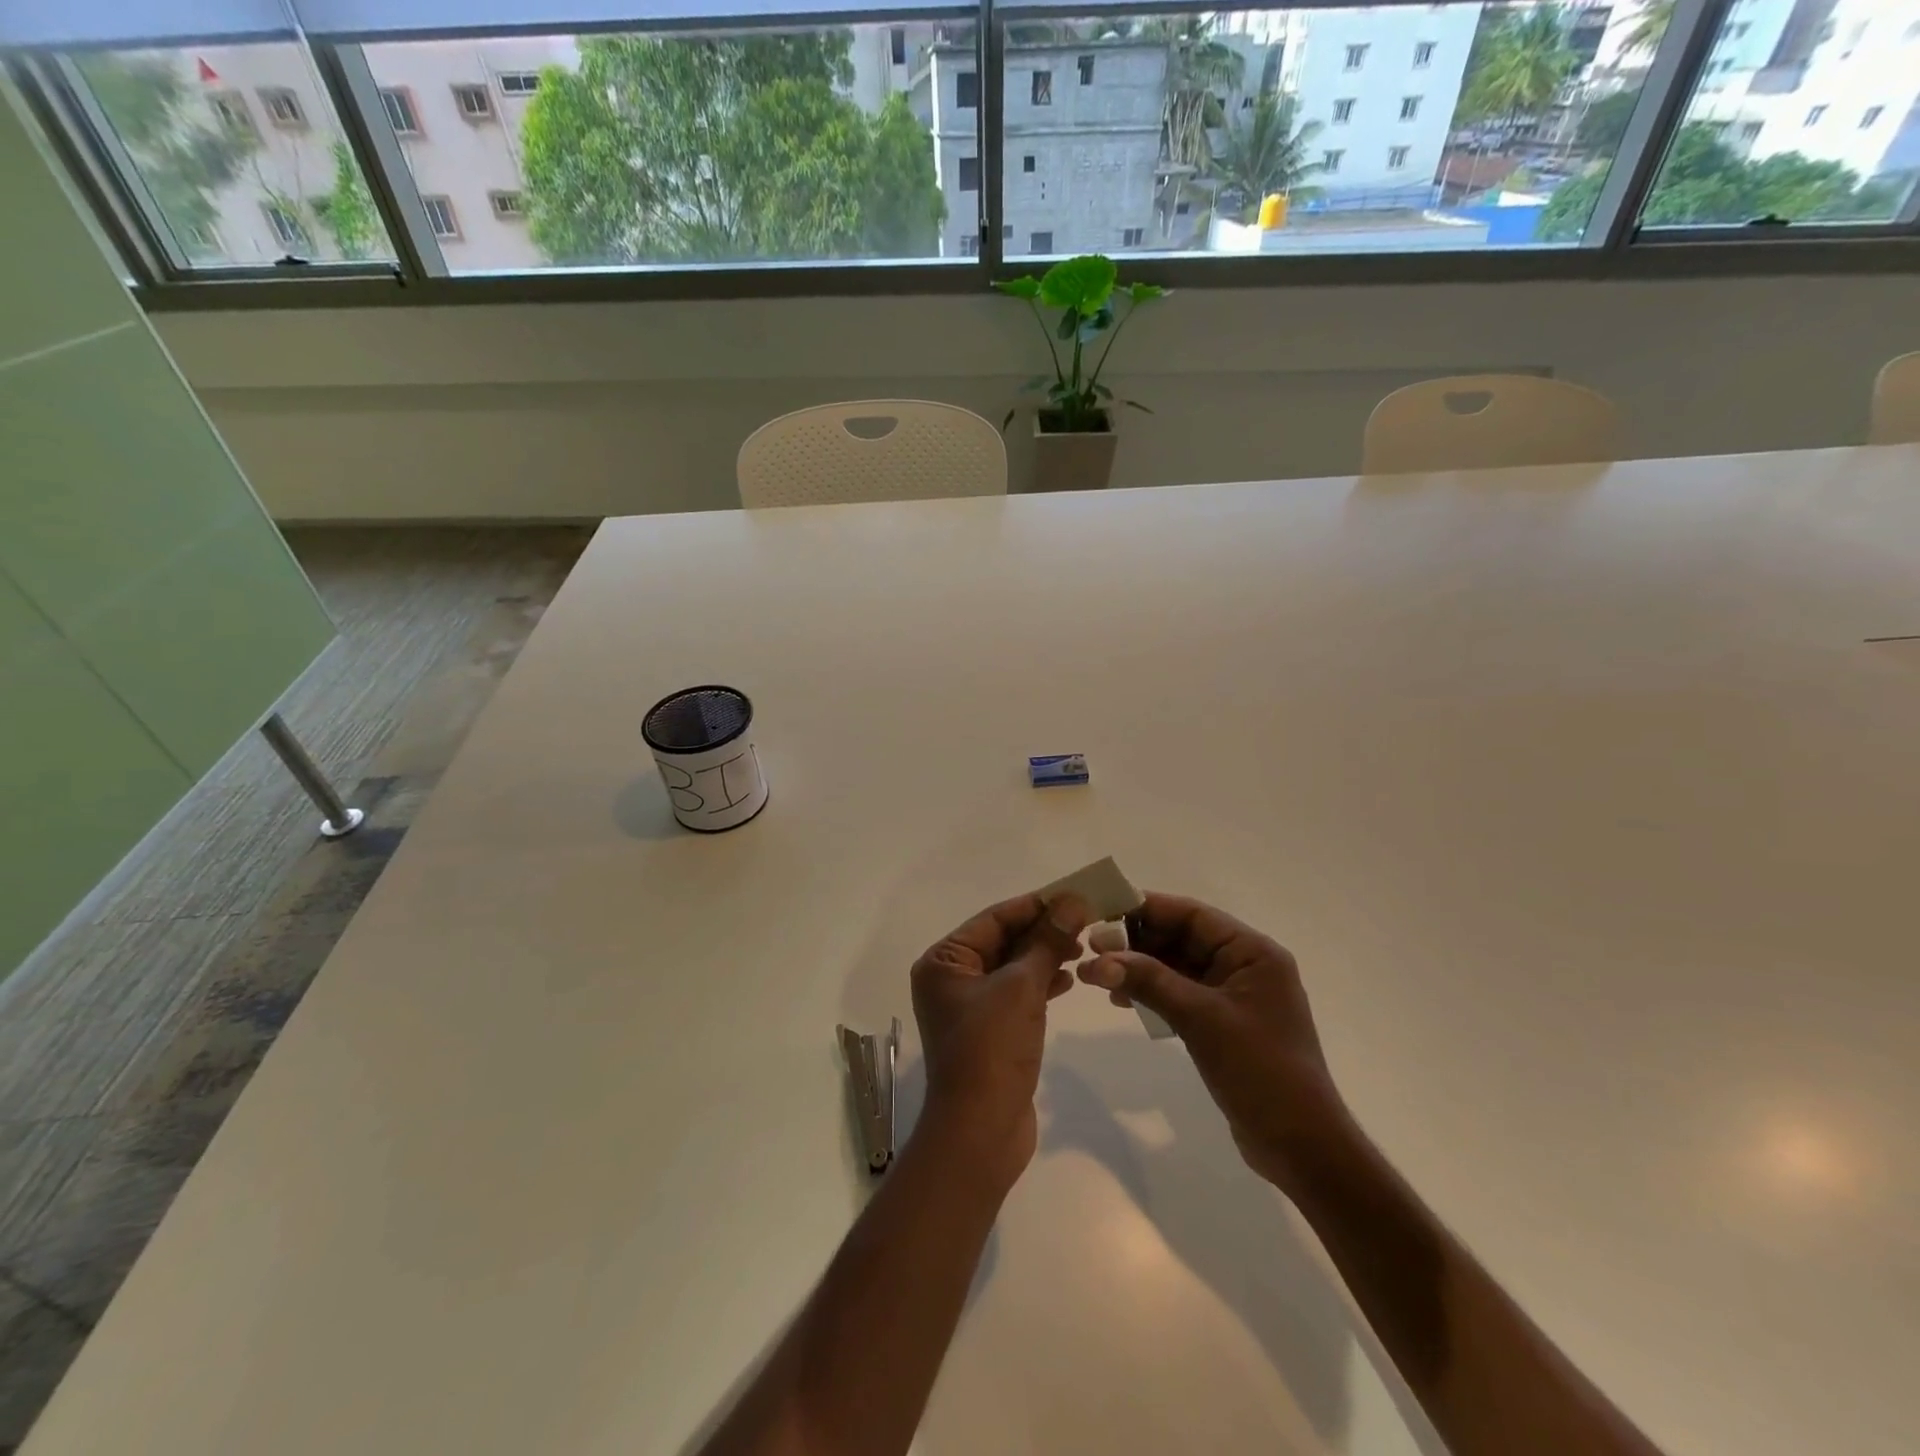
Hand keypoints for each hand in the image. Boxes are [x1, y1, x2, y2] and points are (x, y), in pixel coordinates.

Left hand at [910, 892, 1090, 1188]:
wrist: (982, 1131)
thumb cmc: (991, 1049)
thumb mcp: (1022, 987)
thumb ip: (1047, 941)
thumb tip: (1072, 900)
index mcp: (944, 961)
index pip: (994, 918)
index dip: (1036, 905)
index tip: (1075, 894)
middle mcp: (951, 979)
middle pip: (1003, 940)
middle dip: (1043, 930)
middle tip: (1086, 920)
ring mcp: (969, 1006)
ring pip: (1012, 967)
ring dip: (1045, 955)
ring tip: (1083, 947)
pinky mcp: (989, 1030)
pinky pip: (1017, 993)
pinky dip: (1042, 983)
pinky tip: (1070, 979)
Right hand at [1081, 892, 1350, 1193]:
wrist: (1302, 1148)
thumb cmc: (1260, 1070)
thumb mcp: (1201, 1018)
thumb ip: (1149, 981)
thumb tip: (1096, 959)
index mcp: (1252, 952)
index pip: (1192, 914)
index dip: (1146, 909)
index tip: (1102, 911)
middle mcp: (1245, 965)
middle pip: (1182, 938)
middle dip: (1137, 941)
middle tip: (1092, 948)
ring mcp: (1234, 996)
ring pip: (1177, 966)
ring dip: (1140, 968)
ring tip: (1099, 977)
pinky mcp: (1223, 1024)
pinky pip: (1180, 994)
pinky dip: (1152, 993)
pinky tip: (1122, 1000)